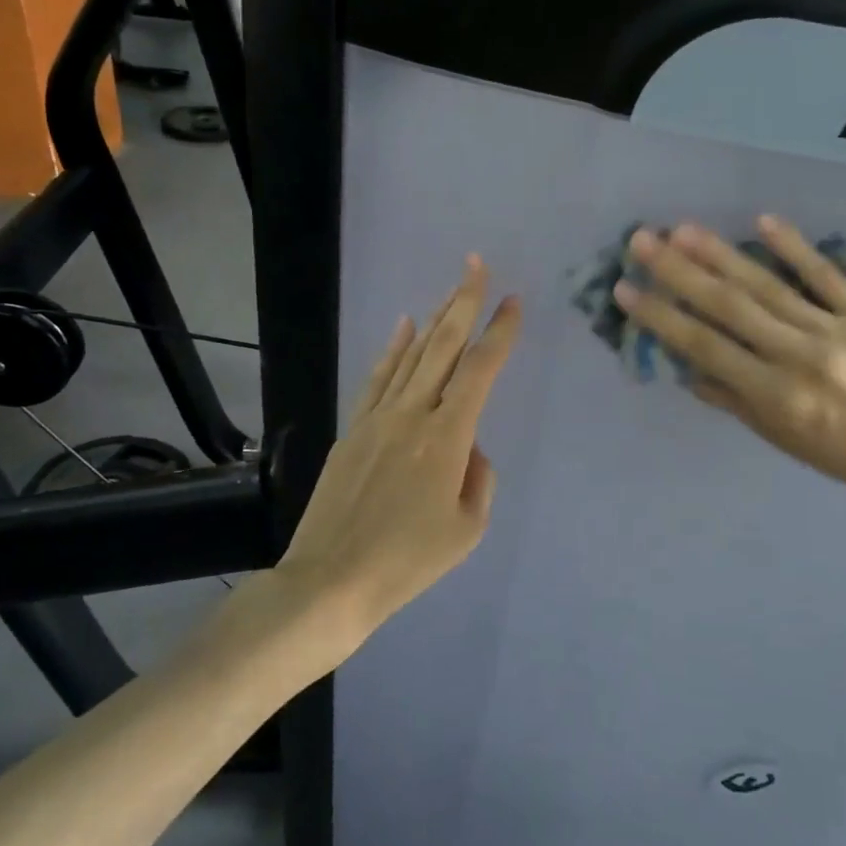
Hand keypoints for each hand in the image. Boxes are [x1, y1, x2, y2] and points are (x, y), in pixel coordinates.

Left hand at [271, 255, 521, 645]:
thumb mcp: (466, 529)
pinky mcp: (353, 429)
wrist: (331, 580)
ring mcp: (377, 417)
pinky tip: (404, 325)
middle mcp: (413, 414)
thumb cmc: (407, 561)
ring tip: (452, 289)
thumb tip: (468, 449)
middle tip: (476, 265)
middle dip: (464, 302)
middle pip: (443, 346)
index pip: (480, 371)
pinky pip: (378, 378)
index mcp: (447, 437)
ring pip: (411, 355)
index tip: (514, 303)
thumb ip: (478, 477)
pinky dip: (394, 348)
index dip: (499, 333)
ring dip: (434, 318)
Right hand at [614, 216, 845, 506]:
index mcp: (773, 395)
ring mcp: (836, 331)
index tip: (626, 290)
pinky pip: (827, 276)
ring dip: (722, 255)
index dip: (661, 317)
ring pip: (769, 286)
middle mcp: (799, 357)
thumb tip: (685, 365)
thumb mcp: (775, 436)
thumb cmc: (835, 453)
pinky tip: (763, 221)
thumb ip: (729, 398)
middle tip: (644, 241)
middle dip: (680, 272)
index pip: (704, 347)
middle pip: (729, 306)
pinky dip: (795, 247)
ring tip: (684, 229)